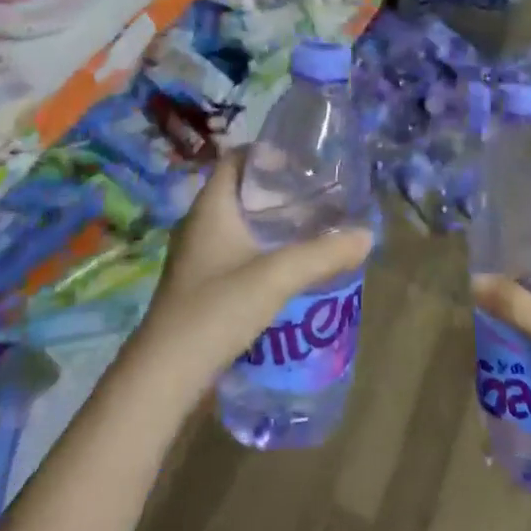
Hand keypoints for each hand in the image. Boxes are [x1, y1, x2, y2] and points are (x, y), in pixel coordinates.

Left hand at [133, 151, 373, 395]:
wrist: (164, 377)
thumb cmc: (215, 309)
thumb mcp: (276, 277)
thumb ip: (322, 254)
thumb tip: (366, 235)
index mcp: (210, 207)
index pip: (235, 159)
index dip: (267, 153)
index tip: (303, 162)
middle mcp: (200, 225)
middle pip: (242, 191)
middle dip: (279, 191)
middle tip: (318, 195)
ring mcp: (197, 258)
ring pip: (240, 225)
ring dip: (272, 224)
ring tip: (312, 228)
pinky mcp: (200, 287)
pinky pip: (236, 253)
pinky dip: (262, 251)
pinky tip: (288, 269)